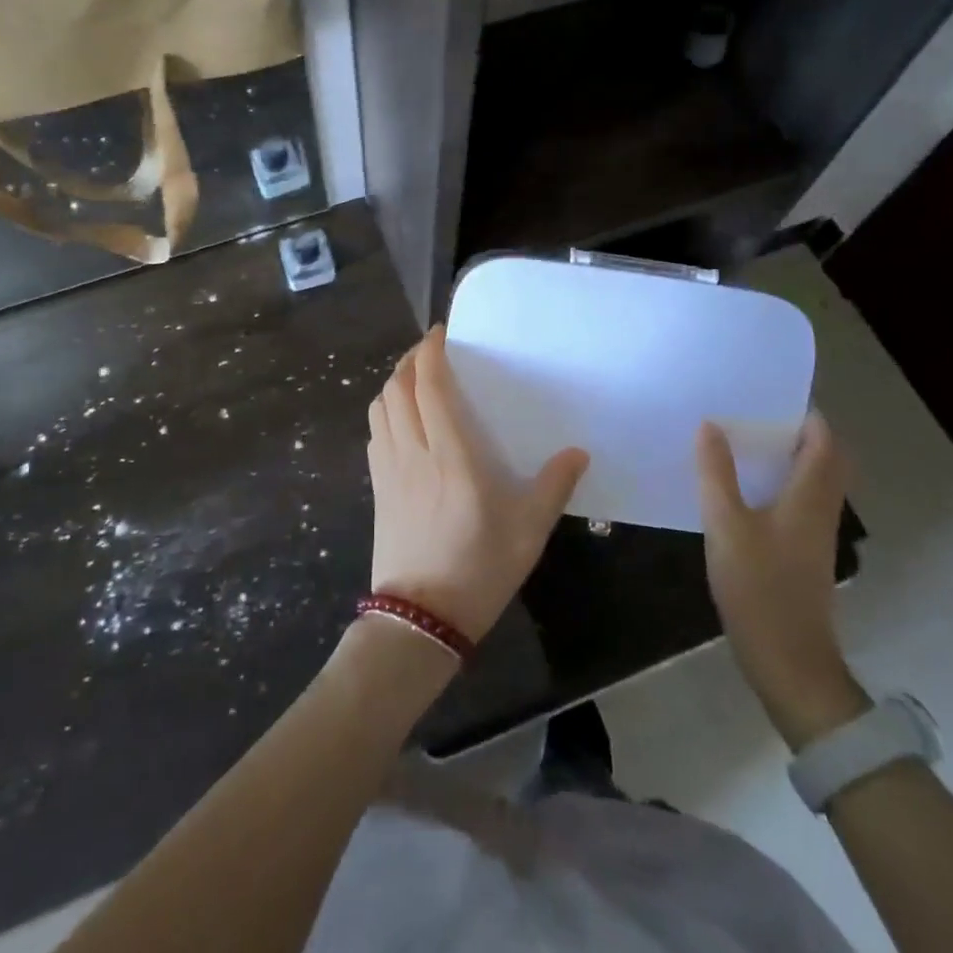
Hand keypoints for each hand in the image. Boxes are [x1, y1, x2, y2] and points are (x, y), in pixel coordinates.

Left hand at [365, 326, 588, 643]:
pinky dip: (385, 411)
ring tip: (416, 378)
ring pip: (379, 407)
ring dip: (394, 383)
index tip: (441, 332)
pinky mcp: (377, 487)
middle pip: (397, 388)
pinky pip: (375, 432)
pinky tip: (401, 420)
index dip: (430, 352)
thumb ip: (553, 486)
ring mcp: (388, 469)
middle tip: (432, 351)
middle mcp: (412, 451)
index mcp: (449, 454)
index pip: (429, 386)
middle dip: (410, 360)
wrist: (420, 620)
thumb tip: (577, 452)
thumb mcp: (528, 530)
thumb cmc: (478, 569)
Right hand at [697, 411, 868, 747]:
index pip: (824, 442)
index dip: (808, 415)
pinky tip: (745, 488)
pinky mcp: (802, 554)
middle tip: (758, 414)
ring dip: (791, 457)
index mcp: (809, 497)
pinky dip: (782, 483)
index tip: (774, 394)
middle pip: (826, 460)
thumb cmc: (758, 587)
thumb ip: (716, 474)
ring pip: (814, 482)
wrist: (787, 660)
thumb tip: (710, 425)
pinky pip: (800, 502)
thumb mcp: (726, 525)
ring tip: (746, 441)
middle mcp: (820, 510)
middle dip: (800, 433)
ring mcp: (814, 535)